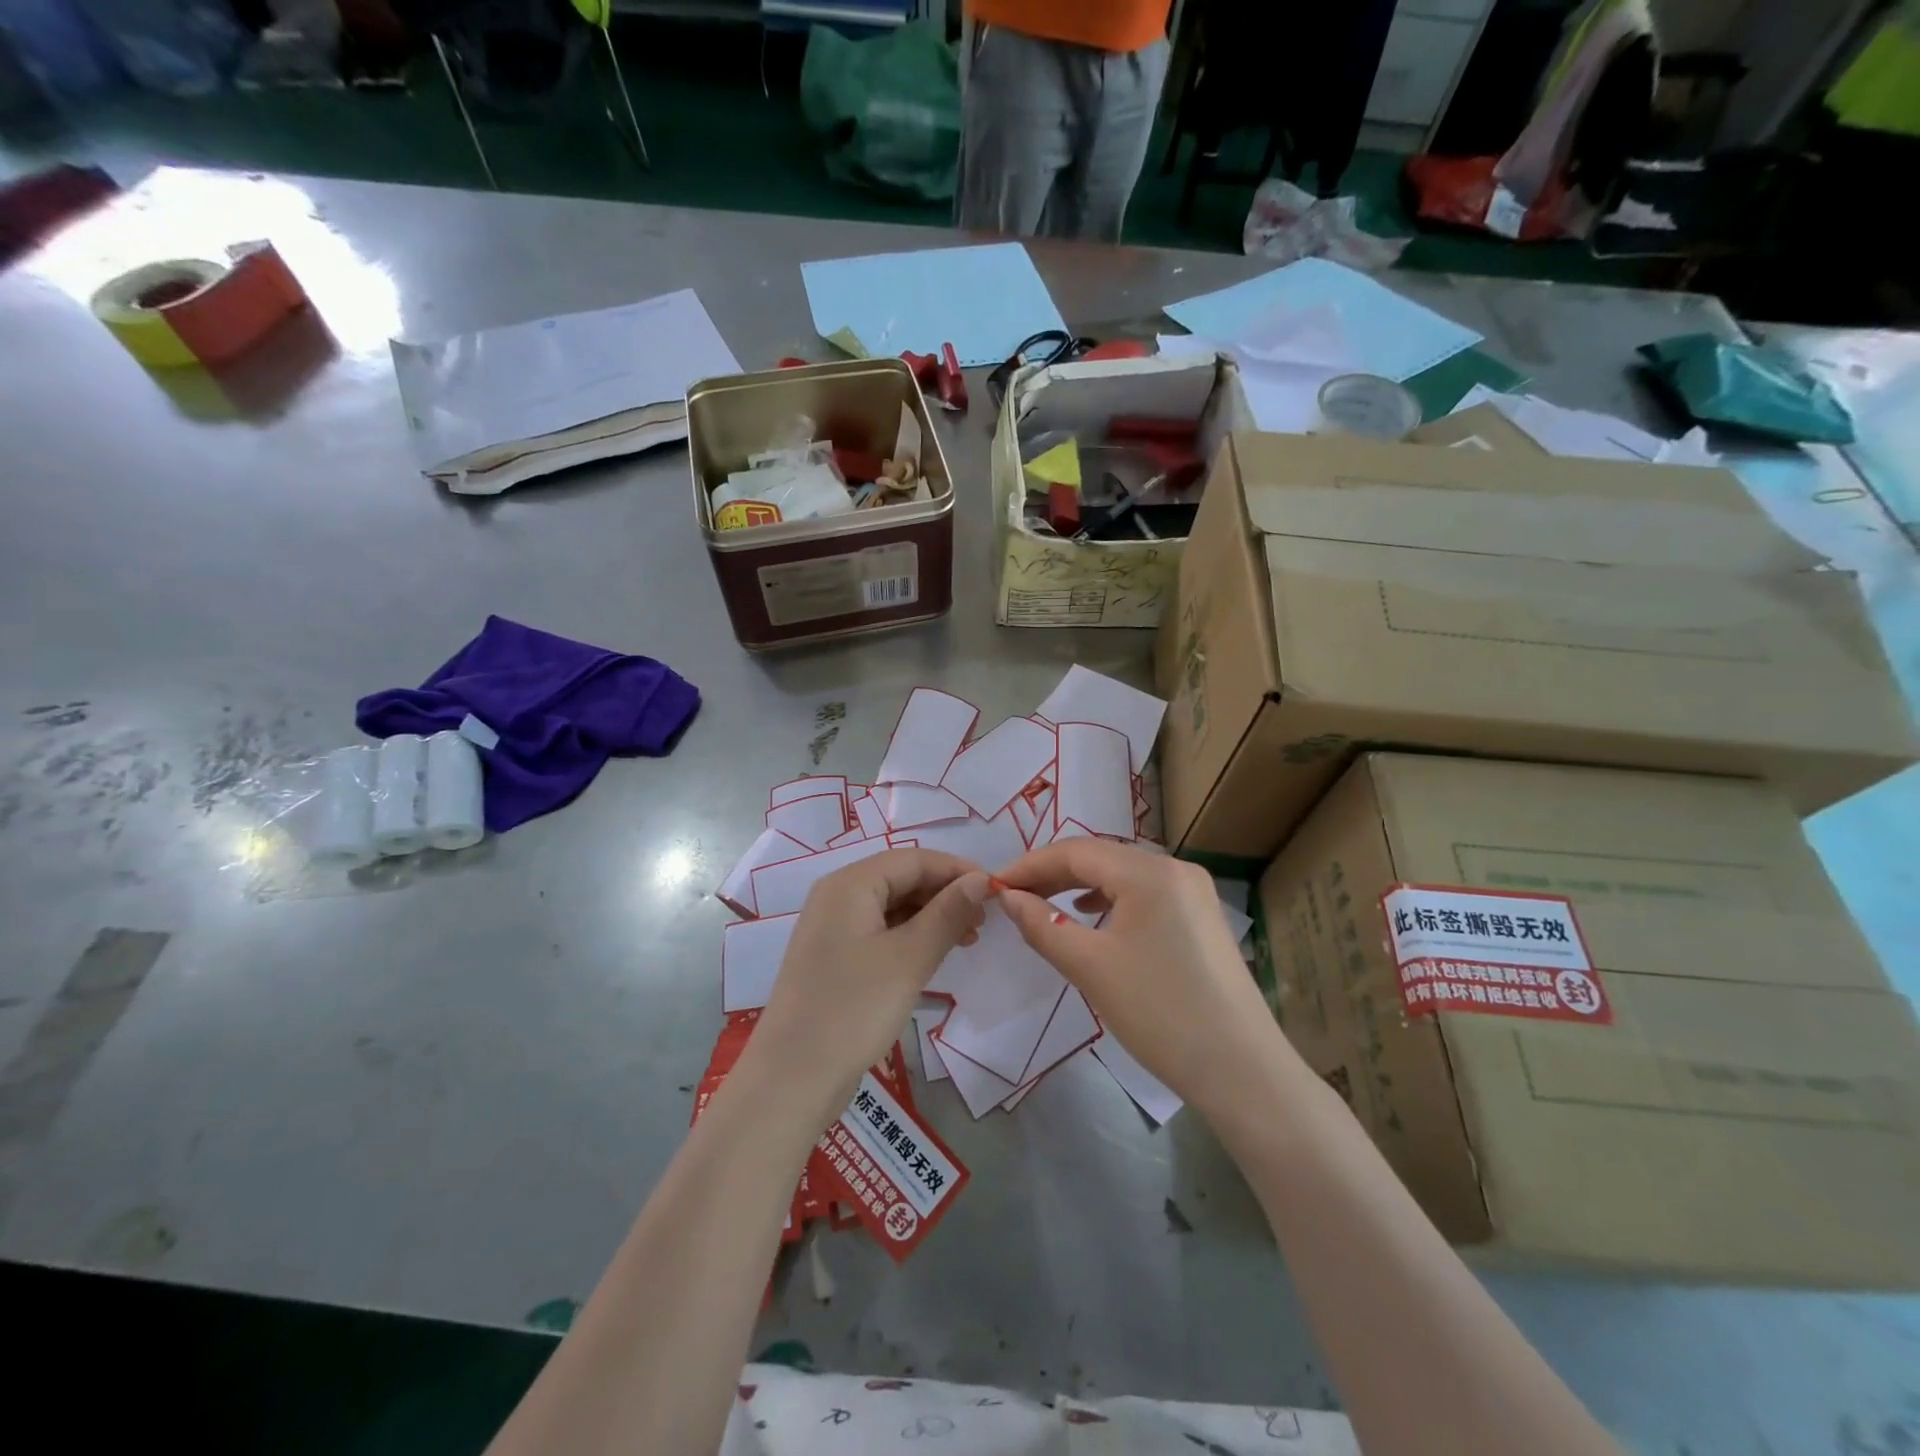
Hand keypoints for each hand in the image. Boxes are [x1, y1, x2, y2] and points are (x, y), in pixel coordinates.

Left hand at [743, 848, 990, 1124]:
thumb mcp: (909, 959)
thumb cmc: (854, 1009)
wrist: (793, 1078)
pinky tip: (935, 954)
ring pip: (892, 906)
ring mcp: (833, 929)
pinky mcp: (835, 958)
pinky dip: (911, 937)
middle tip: (985, 920)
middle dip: (945, 893)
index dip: (956, 870)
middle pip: (901, 878)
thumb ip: (947, 913)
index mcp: (850, 884)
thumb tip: (979, 879)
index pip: (913, 859)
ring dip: (932, 916)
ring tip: (969, 939)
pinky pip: (880, 931)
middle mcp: (837, 896)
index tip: (996, 890)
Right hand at [996, 839, 1290, 1113]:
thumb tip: (1008, 898)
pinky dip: (1109, 900)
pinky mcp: (1200, 917)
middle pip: (1101, 857)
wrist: (1242, 1070)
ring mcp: (1193, 892)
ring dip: (1079, 885)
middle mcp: (1175, 868)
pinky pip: (1143, 894)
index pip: (1076, 851)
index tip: (994, 886)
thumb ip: (1043, 924)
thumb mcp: (1090, 967)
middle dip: (1052, 873)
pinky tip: (1091, 916)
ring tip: (1043, 904)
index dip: (1030, 865)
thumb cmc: (1160, 1013)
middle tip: (1013, 897)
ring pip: (1122, 875)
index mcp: (1150, 872)